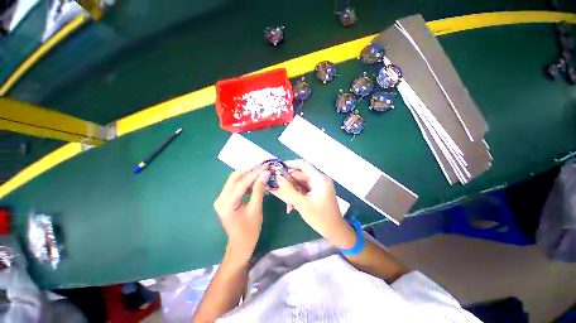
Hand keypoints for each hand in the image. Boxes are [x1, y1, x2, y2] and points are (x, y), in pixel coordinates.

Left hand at [214, 165, 269, 262]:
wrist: (240, 244)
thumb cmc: (250, 230)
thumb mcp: (256, 209)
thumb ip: (259, 190)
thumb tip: (266, 173)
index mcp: (226, 204)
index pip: (241, 183)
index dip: (255, 173)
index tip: (266, 166)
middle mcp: (221, 199)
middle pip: (235, 177)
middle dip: (250, 170)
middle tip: (263, 165)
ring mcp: (222, 198)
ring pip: (235, 180)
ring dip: (249, 174)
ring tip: (262, 169)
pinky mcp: (226, 199)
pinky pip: (236, 185)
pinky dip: (246, 181)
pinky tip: (256, 179)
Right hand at [272, 160, 355, 248]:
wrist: (335, 231)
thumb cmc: (320, 217)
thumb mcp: (302, 204)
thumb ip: (288, 190)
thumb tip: (277, 178)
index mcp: (319, 179)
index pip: (302, 165)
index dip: (289, 164)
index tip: (277, 169)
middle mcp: (319, 180)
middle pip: (300, 175)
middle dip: (289, 183)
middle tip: (277, 189)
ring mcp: (318, 186)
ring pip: (300, 183)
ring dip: (292, 191)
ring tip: (287, 203)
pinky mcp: (317, 193)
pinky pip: (303, 190)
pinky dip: (297, 196)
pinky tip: (292, 206)